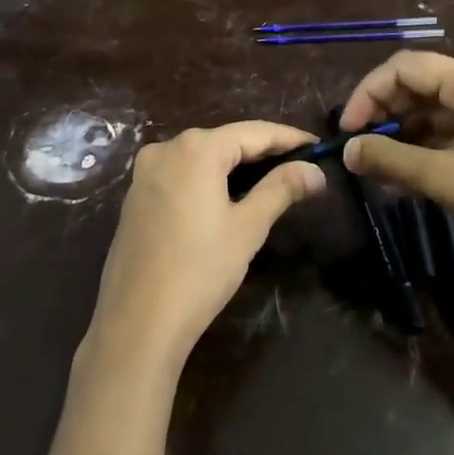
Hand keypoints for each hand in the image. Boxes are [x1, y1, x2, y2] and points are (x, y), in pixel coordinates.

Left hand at [90, 122, 327, 367]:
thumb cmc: (200, 270)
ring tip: (271, 175)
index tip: (317, 145)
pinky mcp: (135, 196)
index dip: (288, 138)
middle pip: (225, 140)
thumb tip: (315, 170)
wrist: (138, 322)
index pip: (253, 132)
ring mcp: (145, 172)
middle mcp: (166, 148)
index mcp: (196, 149)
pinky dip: (208, 177)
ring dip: (235, 163)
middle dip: (262, 149)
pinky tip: (227, 193)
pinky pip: (181, 174)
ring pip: (201, 156)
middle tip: (299, 162)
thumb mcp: (248, 228)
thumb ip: (281, 189)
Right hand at [339, 52, 453, 287]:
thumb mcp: (443, 178)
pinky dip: (430, 142)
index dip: (368, 93)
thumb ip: (390, 159)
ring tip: (379, 163)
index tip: (347, 129)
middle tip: (360, 146)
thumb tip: (347, 150)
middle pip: (422, 83)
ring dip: (406, 130)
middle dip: (385, 111)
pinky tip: (409, 170)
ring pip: (439, 107)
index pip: (406, 67)